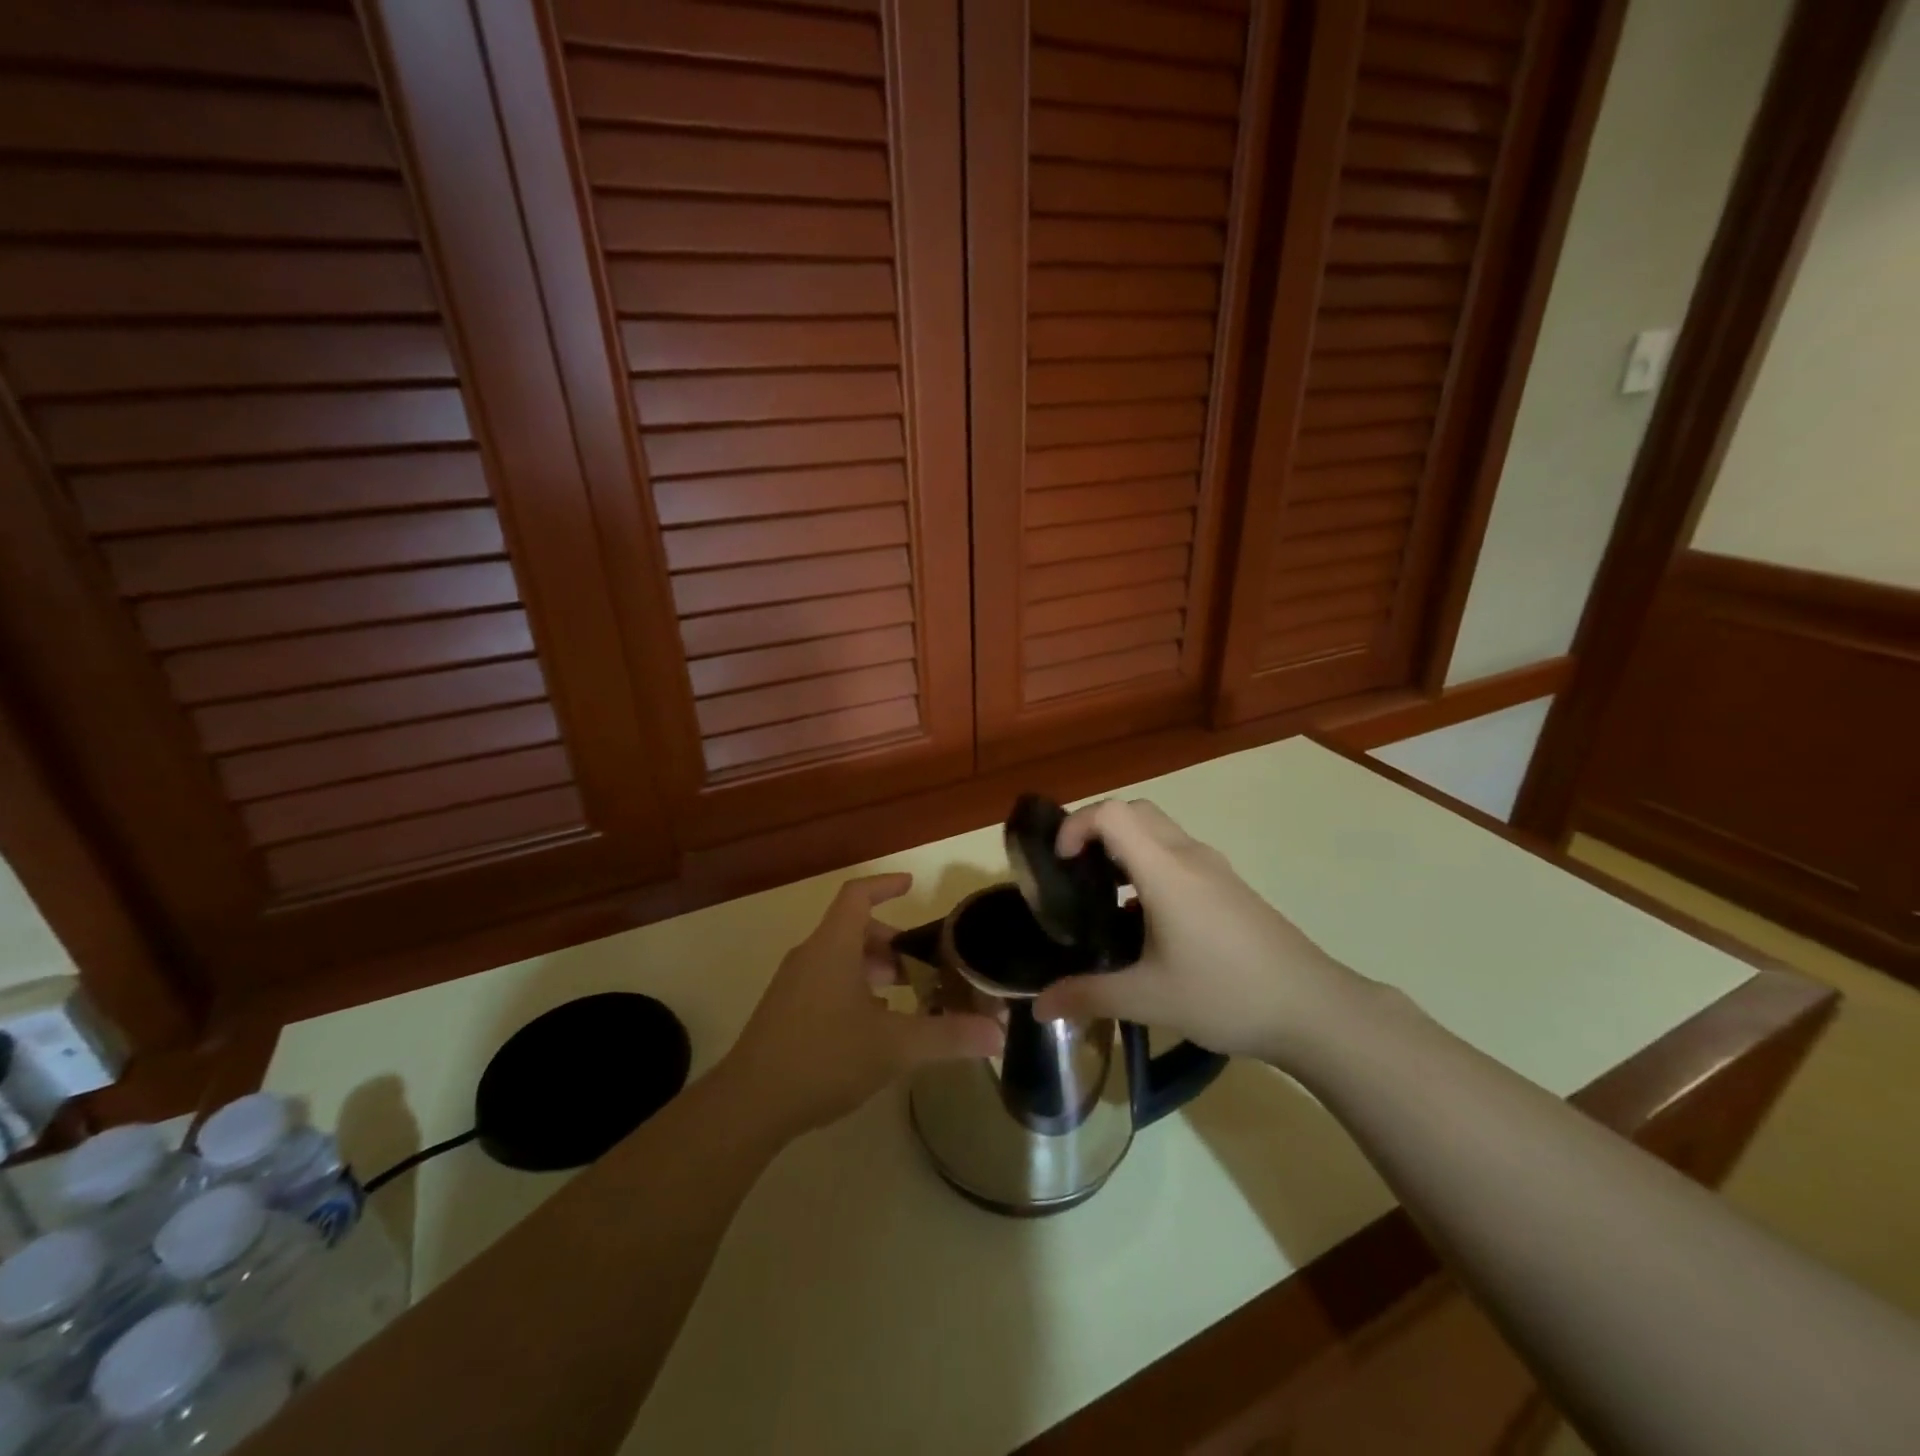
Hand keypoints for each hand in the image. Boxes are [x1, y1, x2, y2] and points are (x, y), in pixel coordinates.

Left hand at [720, 873, 1002, 1137]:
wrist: (749, 1104)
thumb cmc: (824, 1057)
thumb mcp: (894, 1046)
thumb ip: (948, 1037)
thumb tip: (998, 1034)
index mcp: (833, 946)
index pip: (858, 895)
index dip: (886, 886)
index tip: (912, 887)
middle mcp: (810, 956)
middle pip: (853, 930)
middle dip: (891, 942)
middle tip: (923, 966)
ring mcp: (793, 985)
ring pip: (840, 960)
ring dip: (874, 969)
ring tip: (906, 998)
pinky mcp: (785, 1013)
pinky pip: (826, 983)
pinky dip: (855, 990)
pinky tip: (874, 1027)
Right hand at [1031, 800, 1358, 1065]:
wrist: (1314, 1009)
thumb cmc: (1226, 994)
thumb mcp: (1148, 1000)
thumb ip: (1088, 995)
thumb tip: (1039, 1006)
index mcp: (1166, 871)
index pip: (1113, 813)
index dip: (1077, 825)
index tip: (1060, 864)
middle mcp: (1189, 856)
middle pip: (1135, 811)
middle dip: (1097, 829)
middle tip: (1075, 872)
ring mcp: (1215, 869)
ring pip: (1159, 831)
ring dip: (1125, 846)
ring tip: (1103, 895)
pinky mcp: (1230, 886)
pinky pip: (1178, 854)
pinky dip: (1149, 863)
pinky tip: (1146, 919)